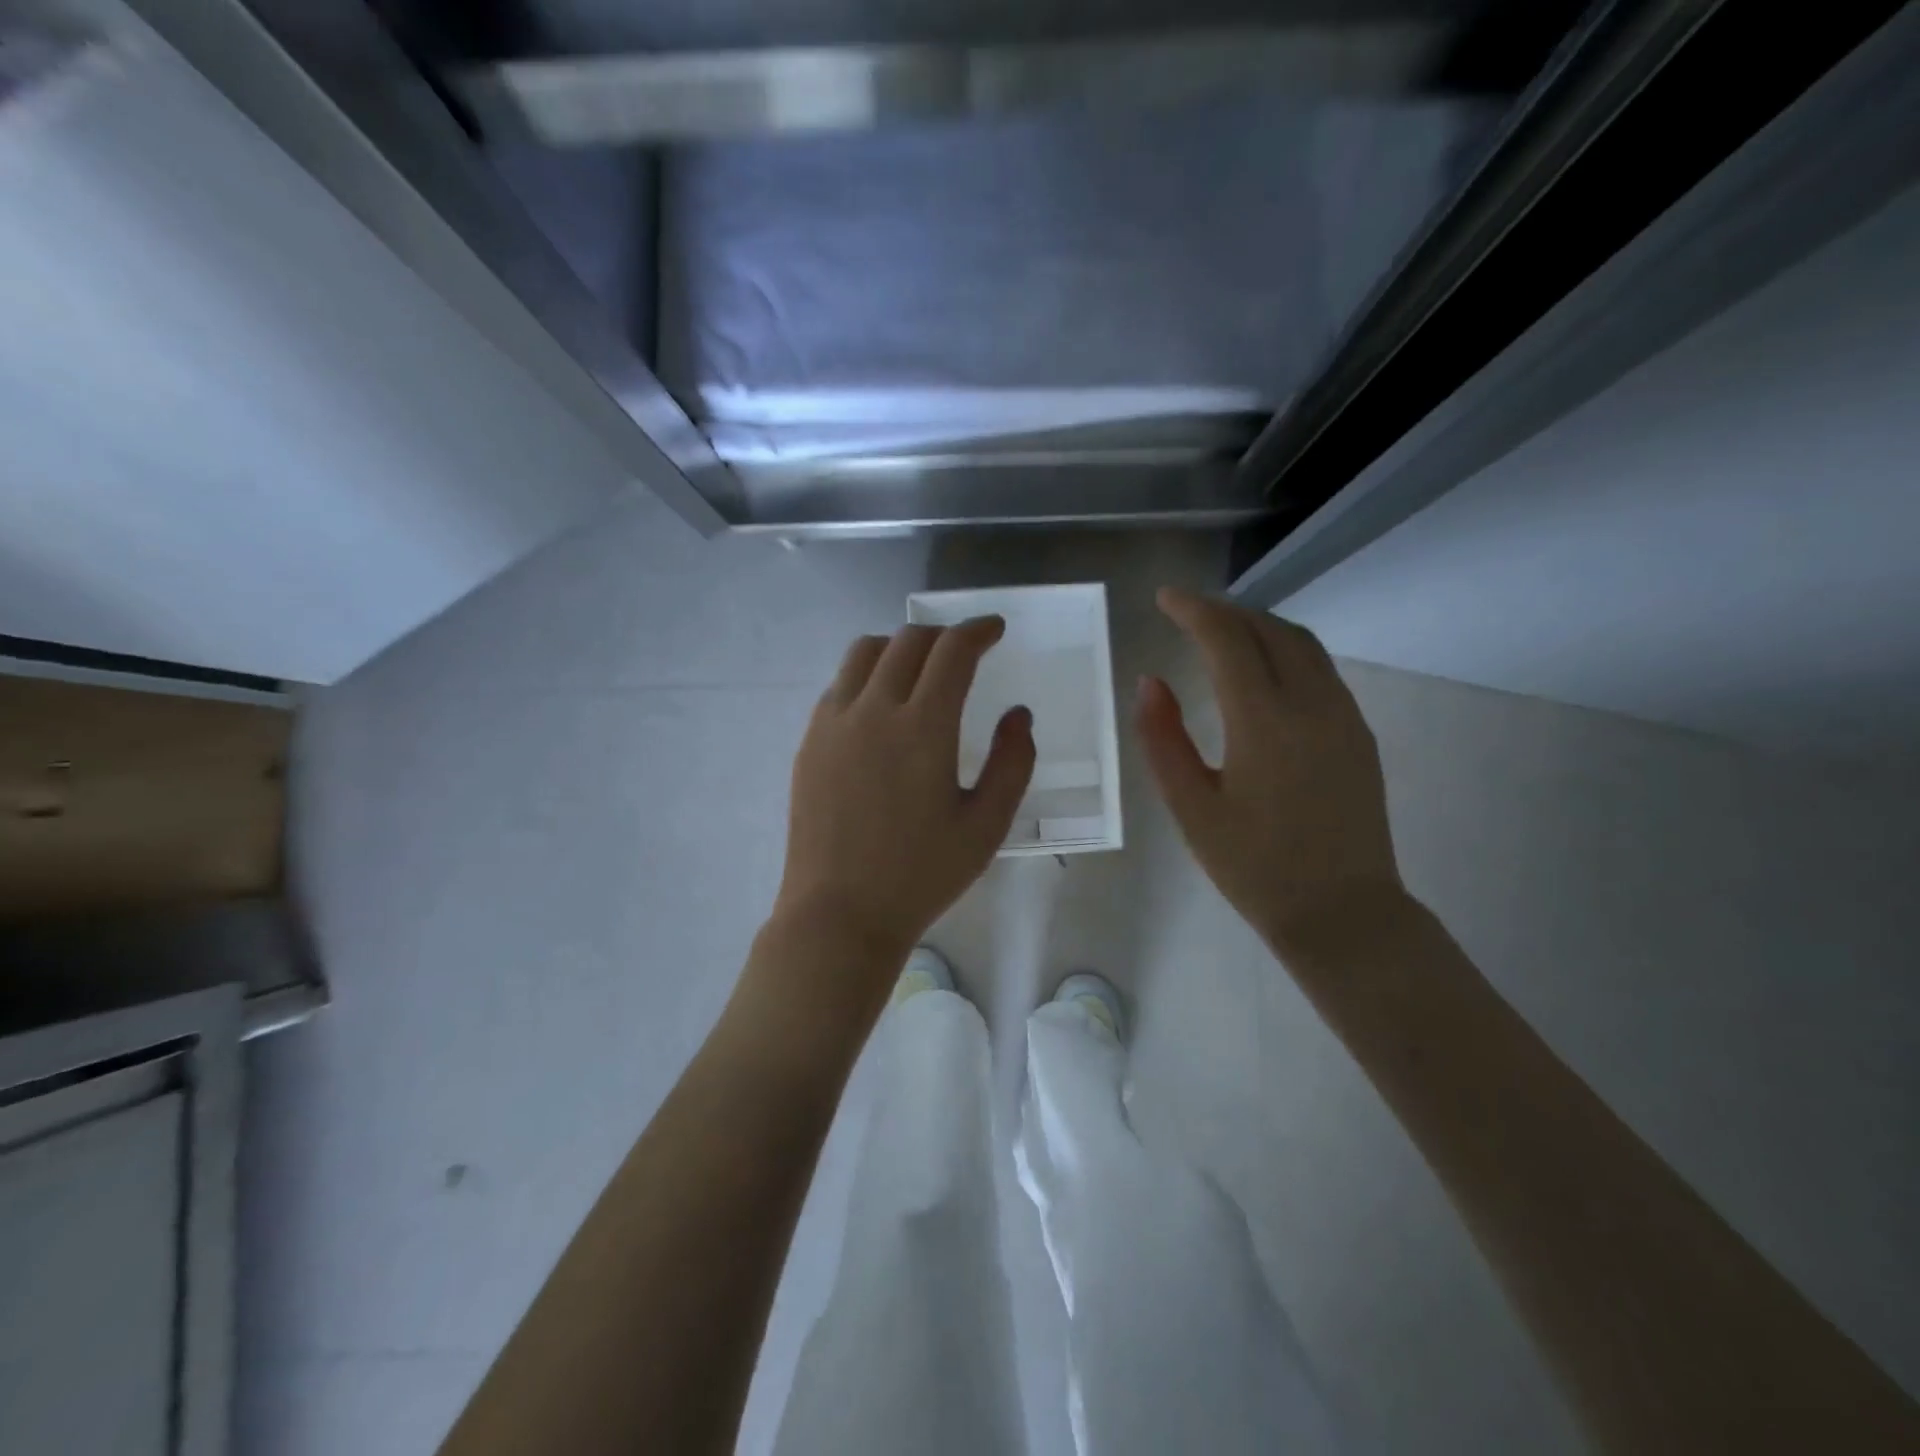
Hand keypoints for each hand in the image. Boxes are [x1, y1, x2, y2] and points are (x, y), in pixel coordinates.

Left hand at [773, 617, 1035, 980]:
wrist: (839, 913)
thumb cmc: (921, 875)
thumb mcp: (986, 826)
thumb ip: (1012, 763)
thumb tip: (1018, 715)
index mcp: (923, 727)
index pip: (953, 651)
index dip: (978, 630)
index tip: (994, 630)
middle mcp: (874, 709)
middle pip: (909, 640)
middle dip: (943, 634)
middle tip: (964, 650)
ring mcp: (834, 722)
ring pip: (866, 652)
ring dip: (900, 646)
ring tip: (920, 668)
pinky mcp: (810, 740)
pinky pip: (840, 683)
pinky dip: (867, 673)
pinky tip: (881, 704)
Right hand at [1137, 587, 1403, 952]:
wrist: (1342, 912)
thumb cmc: (1254, 867)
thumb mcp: (1191, 808)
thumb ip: (1163, 739)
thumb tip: (1149, 681)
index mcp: (1264, 721)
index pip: (1228, 639)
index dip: (1193, 610)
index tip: (1164, 598)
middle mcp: (1312, 704)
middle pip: (1270, 630)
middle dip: (1226, 611)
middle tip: (1187, 612)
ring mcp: (1343, 716)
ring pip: (1302, 644)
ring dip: (1259, 626)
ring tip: (1222, 631)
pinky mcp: (1358, 734)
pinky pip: (1320, 669)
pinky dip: (1285, 650)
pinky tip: (1263, 670)